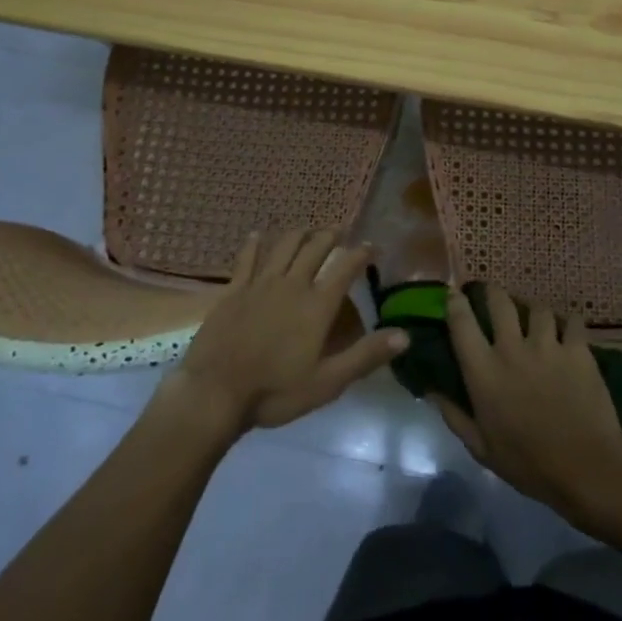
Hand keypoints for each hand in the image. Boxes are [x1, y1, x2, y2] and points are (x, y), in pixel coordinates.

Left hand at [161, 229, 406, 436]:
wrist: (215, 391)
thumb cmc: (275, 391)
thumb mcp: (328, 382)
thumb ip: (366, 355)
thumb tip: (405, 335)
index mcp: (317, 305)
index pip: (345, 267)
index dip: (361, 253)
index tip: (372, 245)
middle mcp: (292, 284)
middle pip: (315, 248)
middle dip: (331, 235)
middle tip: (340, 231)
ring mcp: (260, 283)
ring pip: (284, 245)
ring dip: (299, 233)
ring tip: (308, 229)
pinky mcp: (234, 289)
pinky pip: (247, 258)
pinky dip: (255, 243)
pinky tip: (257, 235)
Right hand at [432, 285, 621, 520]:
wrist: (585, 468)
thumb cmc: (528, 463)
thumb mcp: (481, 448)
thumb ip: (454, 416)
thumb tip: (430, 390)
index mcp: (483, 371)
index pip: (461, 322)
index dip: (455, 302)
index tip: (454, 294)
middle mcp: (511, 349)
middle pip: (499, 301)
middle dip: (492, 292)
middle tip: (492, 294)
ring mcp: (547, 346)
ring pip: (537, 308)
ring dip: (532, 310)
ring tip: (534, 316)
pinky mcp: (578, 350)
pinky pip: (572, 321)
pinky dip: (568, 322)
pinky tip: (567, 330)